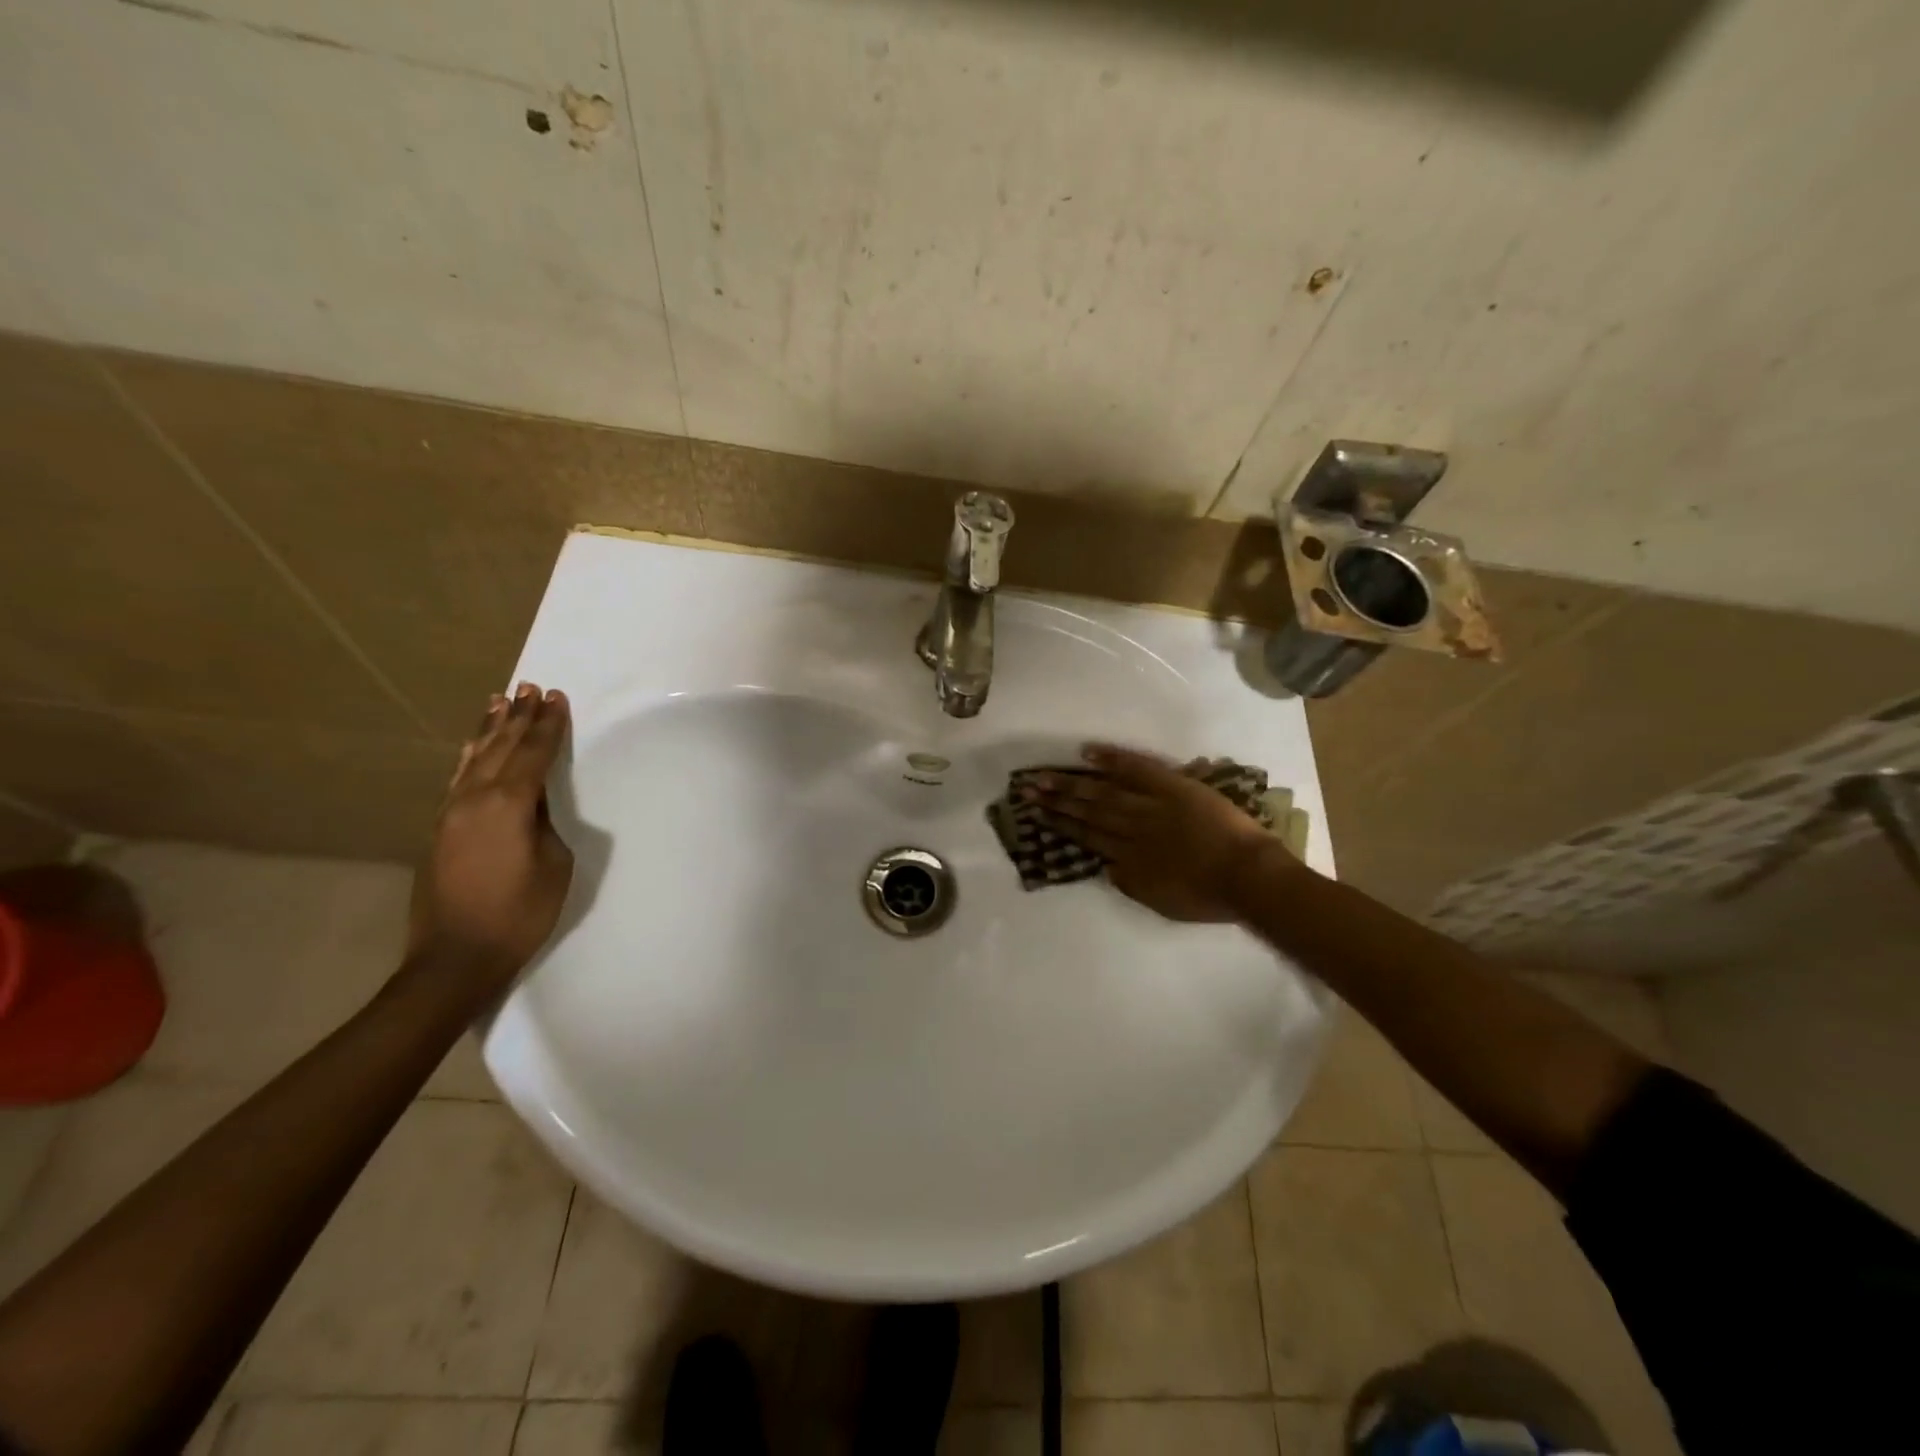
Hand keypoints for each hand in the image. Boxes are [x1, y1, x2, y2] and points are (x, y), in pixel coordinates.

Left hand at [408, 683, 574, 984]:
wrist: (456, 958)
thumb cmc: (520, 913)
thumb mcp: (554, 864)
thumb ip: (545, 824)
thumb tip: (534, 804)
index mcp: (508, 804)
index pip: (533, 753)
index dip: (548, 725)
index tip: (557, 698)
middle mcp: (474, 798)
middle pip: (500, 747)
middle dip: (519, 716)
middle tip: (531, 687)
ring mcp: (451, 812)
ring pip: (474, 758)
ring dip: (490, 728)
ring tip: (501, 700)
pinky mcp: (440, 828)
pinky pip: (458, 778)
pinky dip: (469, 755)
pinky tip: (473, 746)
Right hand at [1031, 744, 1282, 921]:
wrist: (1248, 876)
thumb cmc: (1210, 897)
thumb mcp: (1161, 902)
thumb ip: (1131, 882)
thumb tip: (1107, 865)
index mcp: (1129, 859)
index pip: (1087, 837)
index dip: (1061, 825)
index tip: (1037, 815)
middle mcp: (1131, 829)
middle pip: (1087, 811)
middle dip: (1056, 801)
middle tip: (1026, 789)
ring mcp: (1150, 804)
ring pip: (1103, 791)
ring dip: (1072, 782)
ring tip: (1044, 776)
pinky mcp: (1171, 786)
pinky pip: (1137, 768)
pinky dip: (1112, 757)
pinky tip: (1088, 751)